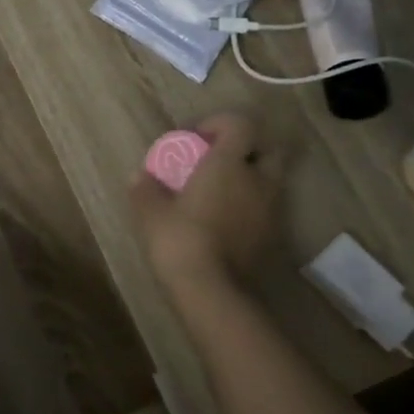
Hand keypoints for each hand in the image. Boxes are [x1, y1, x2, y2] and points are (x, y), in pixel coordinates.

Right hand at [130, 112, 282, 290]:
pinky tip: (226, 221)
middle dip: (247, 149)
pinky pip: (267, 209)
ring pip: (271, 181)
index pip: (240, 124)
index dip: (220, 124)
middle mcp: (257, 181)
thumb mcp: (150, 212)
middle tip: (218, 163)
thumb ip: (145, 189)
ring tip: (220, 194)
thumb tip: (139, 176)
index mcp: (228, 164)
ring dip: (251, 179)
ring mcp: (270, 210)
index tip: (196, 138)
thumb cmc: (179, 240)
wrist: (211, 290)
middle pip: (268, 149)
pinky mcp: (273, 236)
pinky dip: (252, 206)